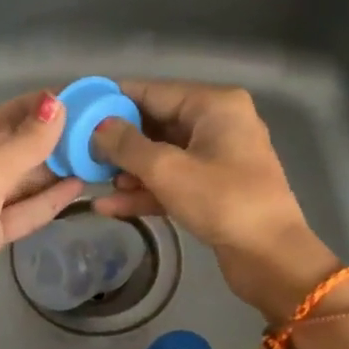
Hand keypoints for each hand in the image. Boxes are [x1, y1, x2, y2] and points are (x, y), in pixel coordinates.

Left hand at [0, 90, 84, 342]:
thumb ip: (25, 142)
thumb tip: (57, 105)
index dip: (26, 109)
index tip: (65, 98)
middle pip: (2, 151)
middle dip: (41, 142)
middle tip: (84, 128)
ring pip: (14, 183)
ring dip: (47, 172)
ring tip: (86, 155)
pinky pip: (19, 211)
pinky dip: (44, 200)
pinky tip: (75, 188)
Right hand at [90, 81, 345, 319]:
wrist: (271, 257)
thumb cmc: (223, 201)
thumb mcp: (167, 169)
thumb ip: (127, 145)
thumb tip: (97, 127)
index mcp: (213, 105)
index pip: (152, 91)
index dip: (112, 100)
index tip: (77, 110)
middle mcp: (217, 123)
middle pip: (155, 124)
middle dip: (117, 141)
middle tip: (77, 151)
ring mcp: (217, 158)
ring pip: (161, 156)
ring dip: (127, 170)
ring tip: (90, 180)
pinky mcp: (213, 189)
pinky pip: (172, 181)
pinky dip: (145, 192)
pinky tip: (109, 206)